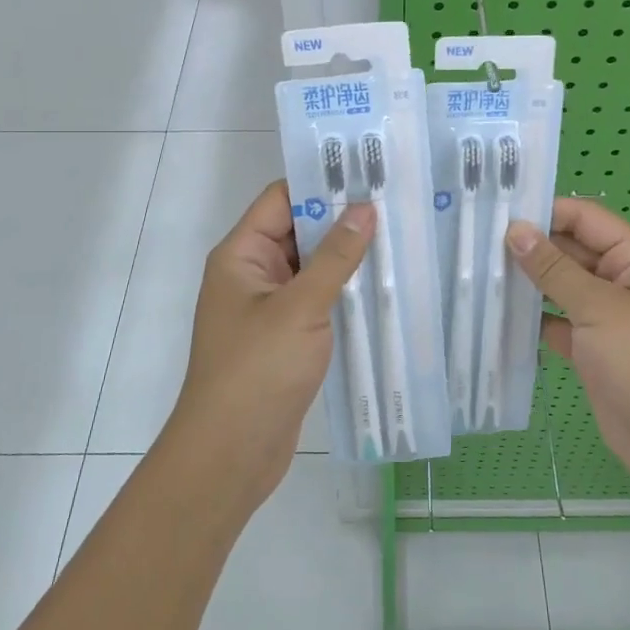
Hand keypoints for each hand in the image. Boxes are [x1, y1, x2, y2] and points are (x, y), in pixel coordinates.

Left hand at [166, 181, 375, 512]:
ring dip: (347, 258)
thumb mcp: (300, 308)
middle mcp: (252, 273)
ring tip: (400, 239)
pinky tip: (383, 288)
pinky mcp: (285, 337)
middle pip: (298, 231)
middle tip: (395, 205)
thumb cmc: (257, 371)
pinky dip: (344, 292)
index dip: (321, 183)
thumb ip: (335, 258)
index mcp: (242, 254)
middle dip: (342, 220)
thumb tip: (365, 208)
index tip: (369, 174)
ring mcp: (269, 307)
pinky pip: (316, 300)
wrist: (230, 454)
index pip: (281, 199)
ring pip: (311, 268)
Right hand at [506, 199, 629, 503]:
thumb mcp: (599, 308)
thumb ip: (554, 268)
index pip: (585, 218)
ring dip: (527, 282)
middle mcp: (622, 280)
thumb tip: (514, 230)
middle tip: (476, 243)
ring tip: (477, 272)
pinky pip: (556, 321)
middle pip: (570, 250)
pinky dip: (532, 318)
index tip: (497, 213)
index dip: (545, 212)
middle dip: (529, 247)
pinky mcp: (591, 348)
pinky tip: (495, 313)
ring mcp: (606, 316)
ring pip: (560, 287)